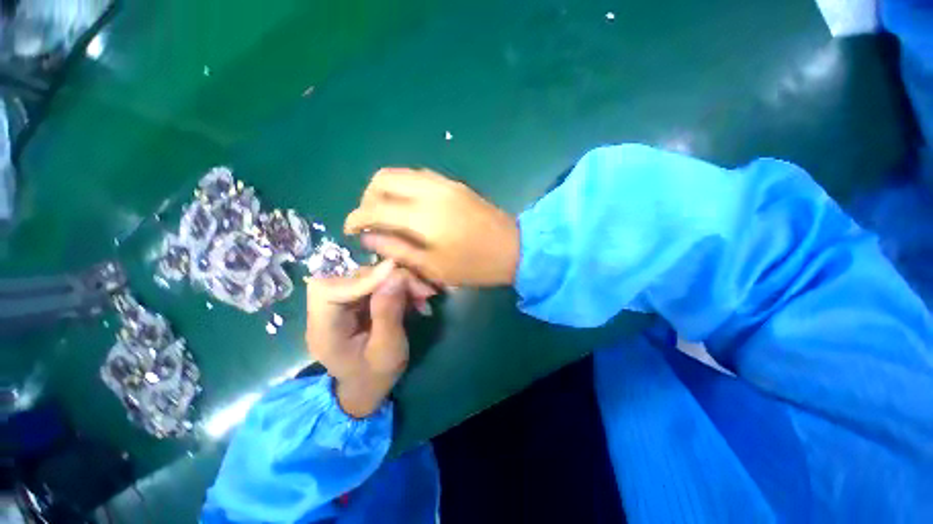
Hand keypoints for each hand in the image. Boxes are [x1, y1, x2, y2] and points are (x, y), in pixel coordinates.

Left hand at [305, 260, 434, 417]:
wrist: (369, 386)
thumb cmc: (376, 375)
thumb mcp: (387, 349)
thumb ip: (389, 313)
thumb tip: (395, 275)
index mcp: (323, 330)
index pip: (328, 291)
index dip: (361, 280)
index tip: (395, 274)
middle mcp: (326, 311)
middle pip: (352, 279)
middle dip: (388, 279)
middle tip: (420, 289)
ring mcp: (341, 304)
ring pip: (367, 277)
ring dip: (397, 282)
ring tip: (422, 295)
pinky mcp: (355, 301)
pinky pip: (375, 284)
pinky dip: (397, 287)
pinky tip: (414, 297)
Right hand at [344, 168, 519, 286]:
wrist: (514, 248)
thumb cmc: (474, 265)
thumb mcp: (433, 266)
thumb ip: (397, 249)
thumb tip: (368, 237)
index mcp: (423, 215)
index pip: (375, 207)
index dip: (356, 217)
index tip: (350, 229)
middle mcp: (430, 190)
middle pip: (384, 177)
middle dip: (368, 196)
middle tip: (369, 219)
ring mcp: (445, 183)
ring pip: (402, 173)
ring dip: (386, 189)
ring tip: (386, 213)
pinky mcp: (455, 184)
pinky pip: (420, 176)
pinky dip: (405, 186)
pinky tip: (408, 206)